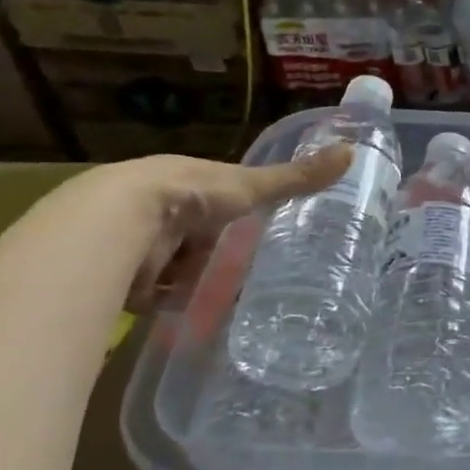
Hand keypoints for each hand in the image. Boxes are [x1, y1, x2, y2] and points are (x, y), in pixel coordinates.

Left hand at [71, 146, 353, 310]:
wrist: (117, 222)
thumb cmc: (190, 195)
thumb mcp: (250, 186)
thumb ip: (296, 178)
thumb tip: (352, 152)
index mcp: (187, 182)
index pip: (216, 199)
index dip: (233, 214)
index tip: (256, 233)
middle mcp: (159, 210)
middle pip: (194, 236)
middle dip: (213, 254)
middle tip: (248, 275)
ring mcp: (137, 244)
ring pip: (173, 267)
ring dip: (191, 283)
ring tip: (226, 302)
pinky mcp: (122, 280)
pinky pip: (152, 297)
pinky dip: (169, 306)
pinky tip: (191, 318)